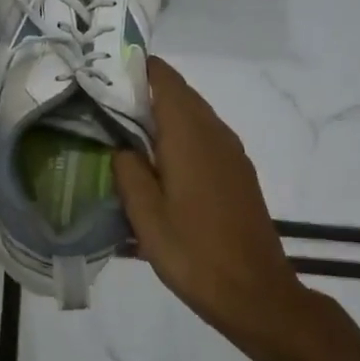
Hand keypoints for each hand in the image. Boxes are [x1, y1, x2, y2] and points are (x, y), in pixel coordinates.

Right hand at [113, 57, 291, 331]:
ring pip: (193, 114)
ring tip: (124, 128)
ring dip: (162, 113)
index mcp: (189, 135)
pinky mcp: (238, 172)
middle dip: (144, 89)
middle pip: (179, 93)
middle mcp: (214, 133)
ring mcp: (231, 152)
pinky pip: (204, 136)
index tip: (104, 71)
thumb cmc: (193, 252)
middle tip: (104, 100)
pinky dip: (179, 133)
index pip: (164, 79)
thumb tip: (121, 145)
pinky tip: (158, 160)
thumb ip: (128, 170)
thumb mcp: (145, 215)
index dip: (136, 67)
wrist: (255, 293)